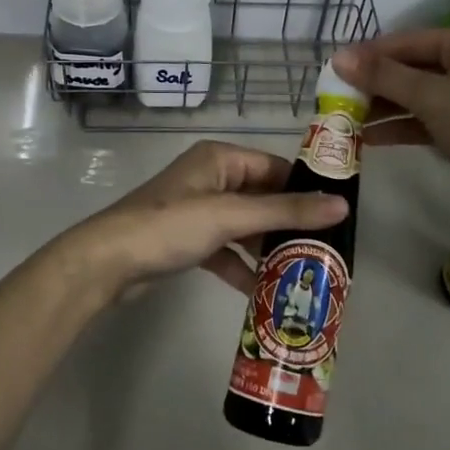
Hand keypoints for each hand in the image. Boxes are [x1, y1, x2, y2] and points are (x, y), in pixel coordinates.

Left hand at [65, 140, 348, 296]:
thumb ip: (285, 212)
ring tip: (304, 273)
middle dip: (290, 224)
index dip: (306, 189)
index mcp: (220, 159)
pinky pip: (225, 249)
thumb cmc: (170, 227)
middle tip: (326, 251)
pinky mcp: (188, 240)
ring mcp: (198, 210)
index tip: (338, 216)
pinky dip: (242, 266)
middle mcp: (211, 178)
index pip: (276, 168)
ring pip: (245, 226)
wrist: (107, 262)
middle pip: (263, 198)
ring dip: (268, 248)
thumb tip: (343, 205)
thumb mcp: (230, 216)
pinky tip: (262, 290)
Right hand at [332, 28, 449, 197]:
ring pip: (420, 97)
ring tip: (347, 121)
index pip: (410, 41)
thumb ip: (384, 77)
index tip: (336, 69)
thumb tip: (338, 58)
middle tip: (338, 98)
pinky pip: (430, 121)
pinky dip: (403, 128)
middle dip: (376, 85)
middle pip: (414, 69)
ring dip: (385, 108)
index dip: (371, 54)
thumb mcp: (432, 97)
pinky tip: (372, 139)